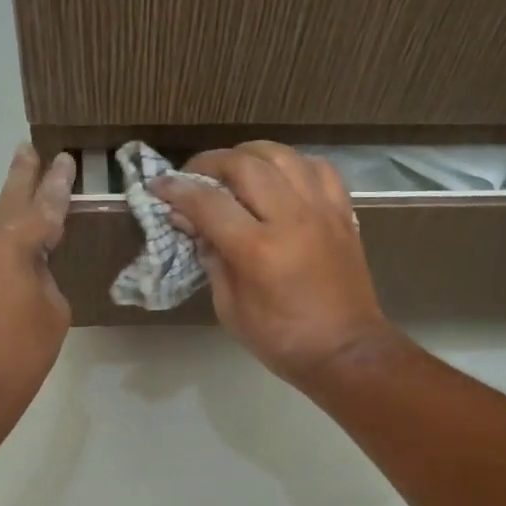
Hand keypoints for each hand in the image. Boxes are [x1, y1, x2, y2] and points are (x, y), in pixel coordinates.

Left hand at [0, 144, 75, 427]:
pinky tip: (11, 246)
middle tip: (29, 149)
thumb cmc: (17, 355)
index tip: (65, 159)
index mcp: (8, 239)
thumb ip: (43, 273)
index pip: (45, 205)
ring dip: (9, 215)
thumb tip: (27, 263)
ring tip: (28, 201)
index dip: (59, 183)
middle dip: (23, 176)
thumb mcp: (53, 310)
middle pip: (7, 199)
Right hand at [152, 141, 399, 386]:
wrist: (346, 351)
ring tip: (233, 169)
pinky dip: (292, 164)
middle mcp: (291, 218)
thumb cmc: (282, 340)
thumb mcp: (230, 309)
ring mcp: (321, 211)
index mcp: (258, 250)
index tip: (159, 187)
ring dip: (250, 154)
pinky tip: (279, 177)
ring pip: (282, 155)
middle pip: (245, 165)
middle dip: (210, 163)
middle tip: (193, 177)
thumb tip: (195, 226)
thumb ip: (212, 261)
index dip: (177, 190)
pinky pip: (317, 168)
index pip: (208, 202)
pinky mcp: (342, 213)